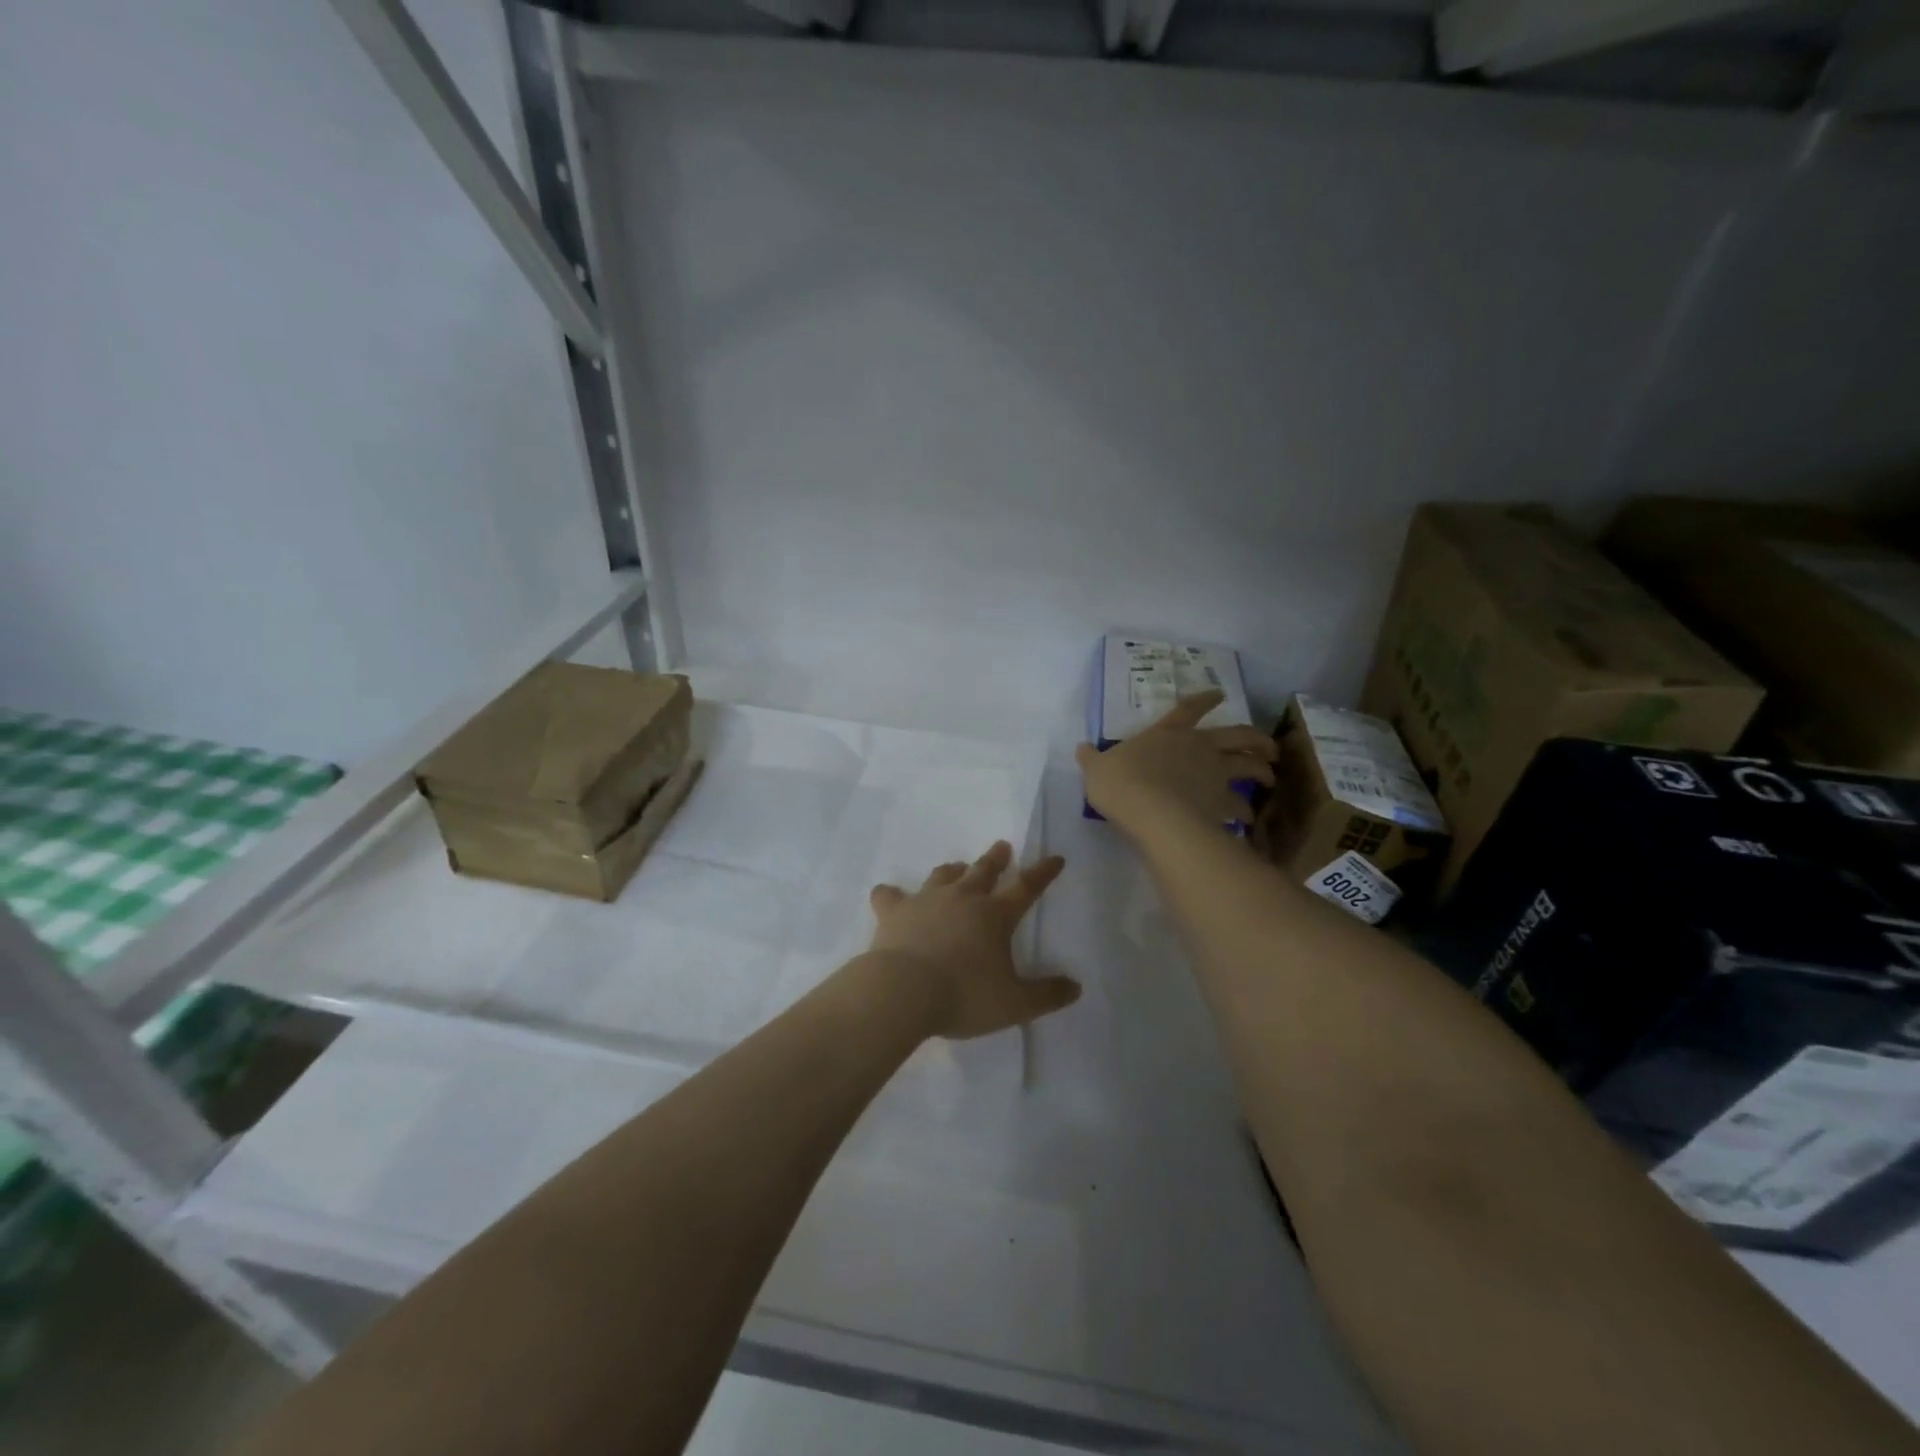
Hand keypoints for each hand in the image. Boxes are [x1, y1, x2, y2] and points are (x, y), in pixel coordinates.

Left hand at [866, 842, 1079, 1039]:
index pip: (1026, 887)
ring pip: (943, 875)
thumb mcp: (1015, 1004)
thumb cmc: (964, 996)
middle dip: (996, 858)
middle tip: (1002, 847)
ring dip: (953, 870)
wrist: (903, 992)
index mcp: (995, 915)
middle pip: (983, 870)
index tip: (1054, 858)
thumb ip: (1047, 995)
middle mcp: (962, 898)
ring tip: (957, 867)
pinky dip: (891, 894)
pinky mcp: (894, 911)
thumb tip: (1075, 987)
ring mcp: (925, 900)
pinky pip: (890, 895)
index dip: (1043, 872)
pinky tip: (888, 895)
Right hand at [1076, 690, 1277, 838]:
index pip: (1189, 709)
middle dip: (1256, 739)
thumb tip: (1081, 748)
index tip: (1220, 694)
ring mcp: (1214, 775)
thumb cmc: (1122, 783)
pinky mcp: (1221, 803)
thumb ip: (1093, 759)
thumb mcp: (1098, 769)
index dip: (1205, 699)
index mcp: (1168, 733)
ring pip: (1249, 768)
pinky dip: (1245, 812)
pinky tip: (1248, 820)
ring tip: (1269, 780)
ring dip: (1262, 772)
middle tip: (1269, 747)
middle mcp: (1199, 748)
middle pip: (1237, 736)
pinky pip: (1240, 807)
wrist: (1150, 812)